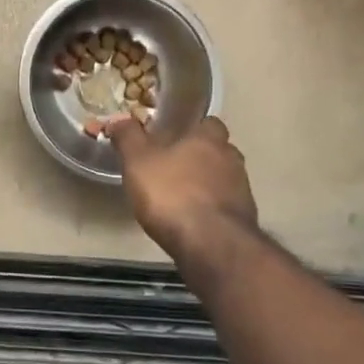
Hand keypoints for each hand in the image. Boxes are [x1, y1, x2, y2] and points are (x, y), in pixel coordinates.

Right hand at [107, 114, 258, 261]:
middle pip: (217, 150)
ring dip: (206, 184)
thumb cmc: (171, 193)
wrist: (210, 243)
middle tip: (172, 167)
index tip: (173, 139)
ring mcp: (242, 189)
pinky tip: (191, 219)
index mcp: (208, 138)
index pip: (208, 123)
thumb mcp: (137, 161)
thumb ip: (128, 137)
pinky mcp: (244, 218)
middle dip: (199, 157)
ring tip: (179, 196)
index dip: (192, 129)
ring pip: (223, 178)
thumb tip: (119, 119)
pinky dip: (210, 208)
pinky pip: (225, 205)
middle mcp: (231, 158)